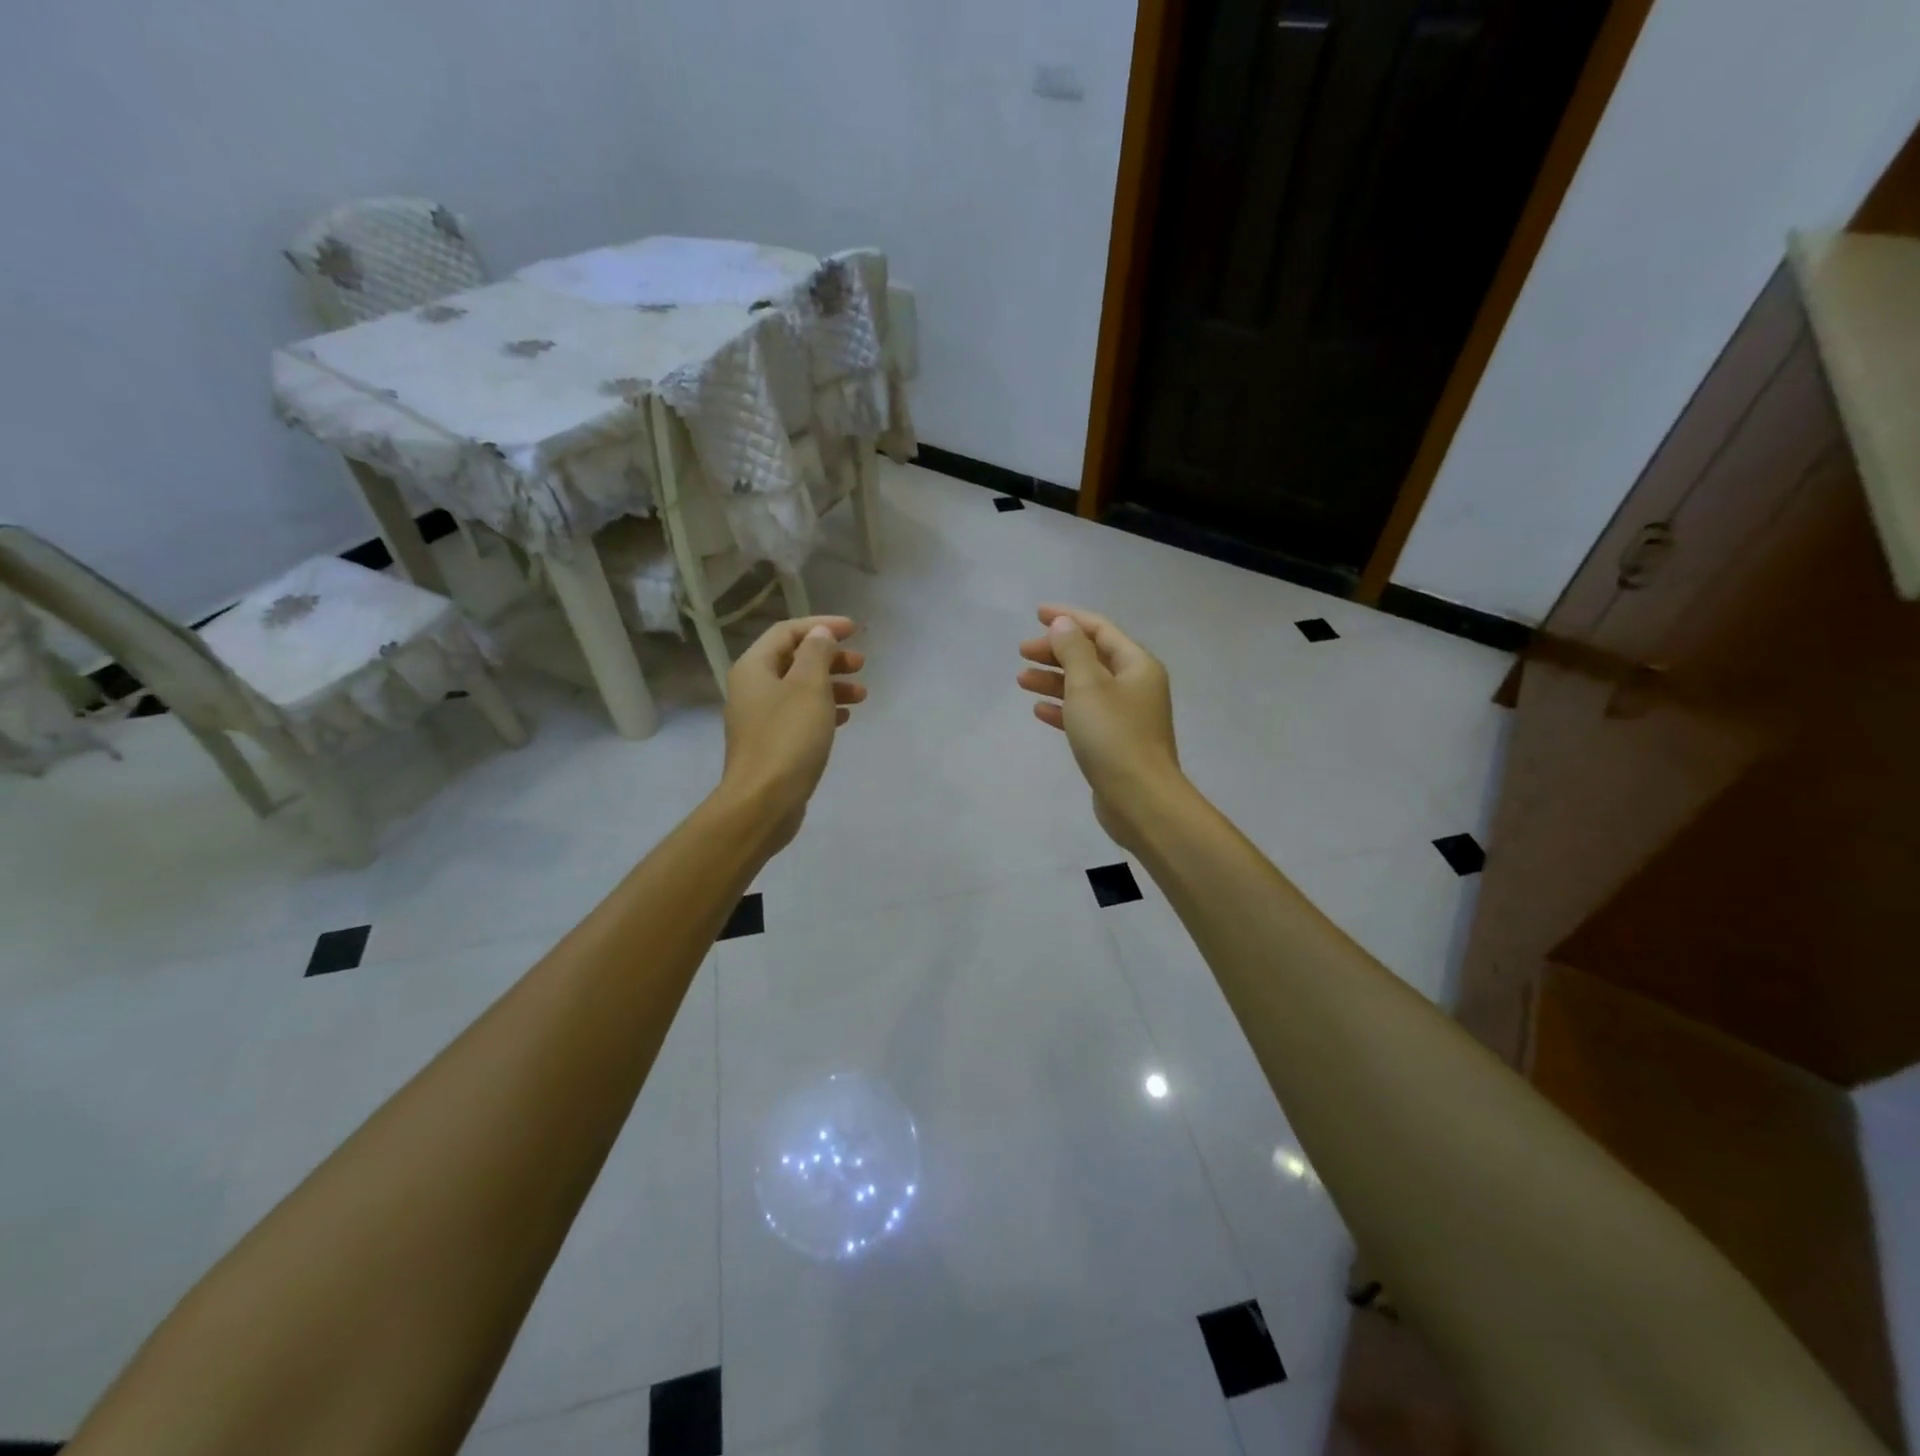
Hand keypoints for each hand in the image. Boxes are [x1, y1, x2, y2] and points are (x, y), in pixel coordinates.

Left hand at [719, 616, 865, 851]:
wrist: (763, 803)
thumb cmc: (788, 739)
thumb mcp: (809, 687)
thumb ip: (816, 654)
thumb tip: (820, 634)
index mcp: (754, 668)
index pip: (787, 632)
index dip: (821, 626)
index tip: (854, 631)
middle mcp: (752, 689)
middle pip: (793, 660)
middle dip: (830, 658)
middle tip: (861, 664)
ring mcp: (760, 719)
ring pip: (800, 689)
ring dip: (832, 685)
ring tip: (863, 695)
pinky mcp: (772, 744)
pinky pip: (800, 715)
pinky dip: (824, 710)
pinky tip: (846, 717)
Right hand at [1017, 605, 1183, 851]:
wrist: (1140, 800)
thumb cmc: (1113, 736)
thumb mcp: (1087, 685)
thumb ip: (1072, 650)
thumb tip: (1063, 624)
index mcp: (1137, 665)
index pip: (1100, 629)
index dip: (1069, 618)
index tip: (1037, 614)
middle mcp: (1136, 686)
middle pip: (1091, 657)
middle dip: (1056, 651)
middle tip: (1022, 651)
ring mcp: (1126, 716)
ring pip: (1085, 687)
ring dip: (1054, 679)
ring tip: (1021, 680)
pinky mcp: (1115, 743)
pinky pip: (1085, 715)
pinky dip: (1063, 708)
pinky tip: (1039, 710)